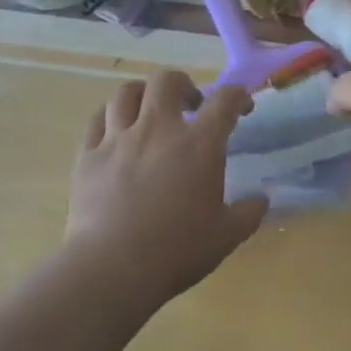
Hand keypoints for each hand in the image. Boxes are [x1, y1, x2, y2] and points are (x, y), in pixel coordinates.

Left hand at [66, 71, 264, 306]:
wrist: (112, 270)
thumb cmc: (176, 251)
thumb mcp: (226, 236)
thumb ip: (248, 213)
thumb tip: (261, 200)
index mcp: (199, 144)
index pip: (225, 99)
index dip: (238, 96)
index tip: (242, 108)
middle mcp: (159, 129)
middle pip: (167, 80)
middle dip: (182, 85)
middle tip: (190, 105)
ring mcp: (119, 139)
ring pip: (126, 93)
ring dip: (143, 95)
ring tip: (149, 112)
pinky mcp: (89, 156)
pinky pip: (96, 120)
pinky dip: (109, 118)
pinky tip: (115, 132)